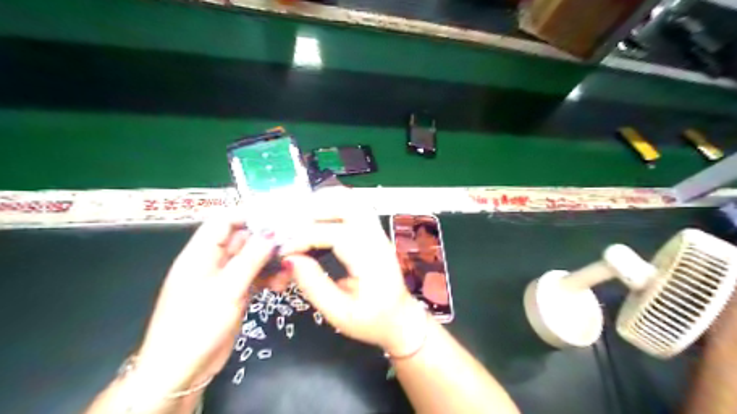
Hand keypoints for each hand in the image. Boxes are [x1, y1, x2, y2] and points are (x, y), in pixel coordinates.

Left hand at [133, 213, 276, 393]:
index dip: (249, 214)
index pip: (223, 221)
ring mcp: (224, 278)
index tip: (278, 216)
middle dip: (267, 240)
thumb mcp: (227, 289)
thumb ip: (251, 259)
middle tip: (294, 243)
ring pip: (252, 258)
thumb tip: (272, 233)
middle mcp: (213, 261)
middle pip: (242, 239)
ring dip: (271, 262)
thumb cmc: (197, 325)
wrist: (182, 370)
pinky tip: (281, 285)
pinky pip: (255, 276)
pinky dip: (269, 278)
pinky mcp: (234, 292)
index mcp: (200, 254)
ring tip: (289, 269)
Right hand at [278, 191, 429, 355]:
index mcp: (371, 260)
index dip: (304, 238)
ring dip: (325, 202)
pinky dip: (334, 204)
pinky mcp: (373, 232)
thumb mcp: (339, 313)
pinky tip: (318, 217)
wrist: (399, 319)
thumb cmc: (372, 321)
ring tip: (301, 218)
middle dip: (315, 210)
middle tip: (290, 227)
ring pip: (353, 200)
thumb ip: (314, 285)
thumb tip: (290, 259)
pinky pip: (354, 207)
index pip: (335, 234)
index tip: (284, 251)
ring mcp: (377, 232)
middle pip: (349, 205)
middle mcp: (376, 239)